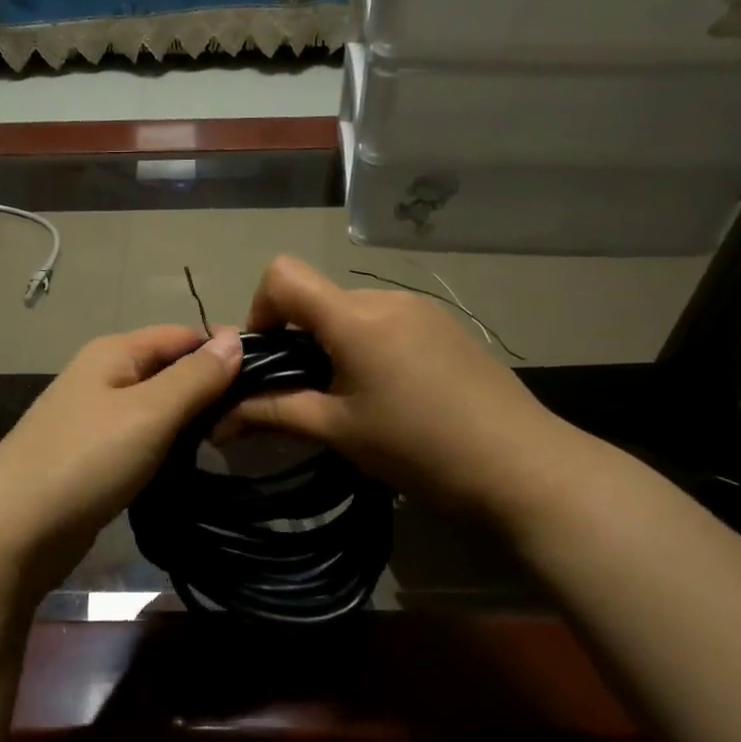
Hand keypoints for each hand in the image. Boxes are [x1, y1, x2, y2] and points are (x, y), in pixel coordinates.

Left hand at [0, 324, 242, 601]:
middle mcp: (104, 375)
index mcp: (114, 352)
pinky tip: (192, 463)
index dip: (224, 349)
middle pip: (170, 369)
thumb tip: (236, 337)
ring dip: (192, 420)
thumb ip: (194, 376)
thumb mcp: (149, 413)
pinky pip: (143, 438)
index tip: (270, 375)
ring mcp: (95, 418)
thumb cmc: (85, 461)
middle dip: (212, 387)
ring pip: (159, 407)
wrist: (12, 532)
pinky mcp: (94, 456)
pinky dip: (169, 446)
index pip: (183, 334)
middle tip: (256, 416)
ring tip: (234, 439)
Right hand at [222, 256, 570, 519]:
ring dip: (336, 344)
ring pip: (355, 311)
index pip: (282, 275)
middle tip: (309, 394)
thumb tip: (219, 420)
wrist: (522, 466)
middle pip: (319, 297)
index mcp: (354, 318)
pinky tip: (395, 394)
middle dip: (299, 338)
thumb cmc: (418, 448)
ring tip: (356, 399)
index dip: (261, 309)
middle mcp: (386, 299)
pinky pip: (389, 322)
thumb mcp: (338, 431)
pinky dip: (371, 346)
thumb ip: (274, 413)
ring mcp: (422, 309)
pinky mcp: (447, 326)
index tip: (269, 359)